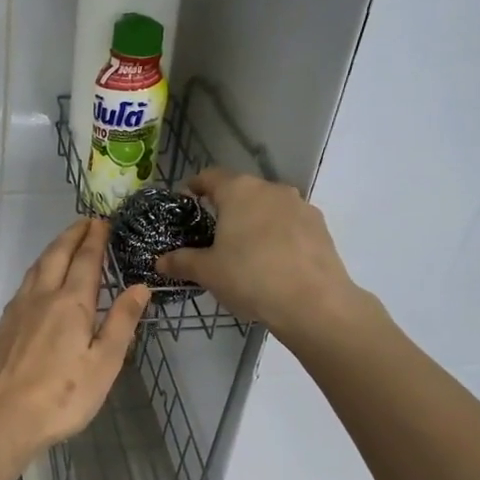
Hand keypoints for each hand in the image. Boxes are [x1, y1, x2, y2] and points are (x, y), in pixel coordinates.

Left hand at [0, 219, 148, 458]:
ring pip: (36, 268)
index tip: (103, 222)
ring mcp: (18, 310)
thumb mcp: (104, 363)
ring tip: (64, 243)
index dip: (95, 239)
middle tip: (85, 222)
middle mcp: (42, 297)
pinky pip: (24, 285)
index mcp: (71, 303)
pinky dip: (37, 270)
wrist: (3, 418)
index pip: (85, 260)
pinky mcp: (3, 326)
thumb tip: (139, 287)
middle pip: (57, 255)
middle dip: (72, 235)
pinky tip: (38, 281)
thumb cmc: (63, 396)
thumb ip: (121, 322)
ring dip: (53, 249)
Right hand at [155, 168, 372, 333]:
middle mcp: (271, 189)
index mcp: (239, 191)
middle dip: (226, 207)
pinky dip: (278, 235)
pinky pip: (290, 224)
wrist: (314, 303)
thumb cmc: (250, 278)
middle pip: (242, 190)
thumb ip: (181, 261)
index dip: (195, 186)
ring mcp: (300, 206)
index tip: (187, 200)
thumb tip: (160, 261)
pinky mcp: (320, 226)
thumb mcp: (207, 272)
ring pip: (268, 206)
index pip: (210, 176)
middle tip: (213, 232)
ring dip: (255, 220)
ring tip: (245, 249)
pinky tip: (273, 261)